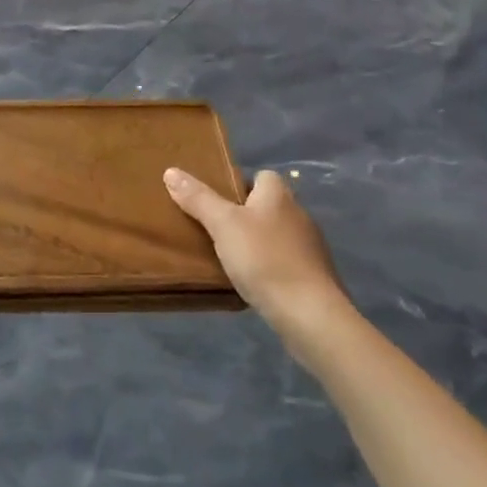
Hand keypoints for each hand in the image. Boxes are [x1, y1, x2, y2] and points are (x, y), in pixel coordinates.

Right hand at [165, 167, 346, 329]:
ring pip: (276, 235)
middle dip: (245, 215)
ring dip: (258, 243)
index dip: (239, 185)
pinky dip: (271, 268)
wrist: (310, 315)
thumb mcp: (223, 225)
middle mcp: (299, 214)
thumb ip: (198, 199)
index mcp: (278, 195)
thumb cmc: (264, 259)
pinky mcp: (314, 276)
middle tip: (216, 230)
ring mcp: (310, 247)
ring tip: (231, 258)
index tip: (217, 201)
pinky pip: (286, 262)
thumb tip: (171, 171)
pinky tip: (254, 282)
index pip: (260, 176)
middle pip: (267, 205)